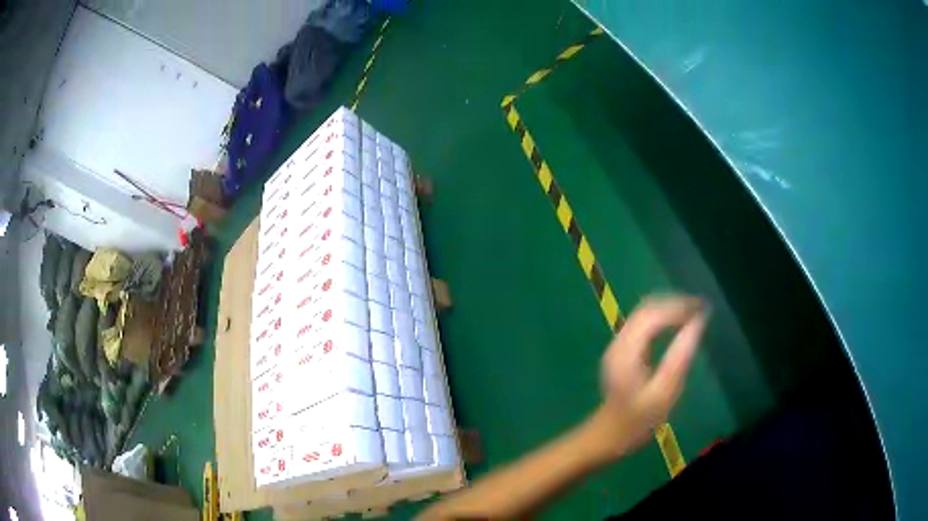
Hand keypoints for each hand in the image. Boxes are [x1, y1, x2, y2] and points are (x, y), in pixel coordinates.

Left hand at [583, 295, 708, 460]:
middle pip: (647, 309)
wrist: (606, 437)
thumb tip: (698, 323)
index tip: (703, 307)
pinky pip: (643, 324)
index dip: (679, 306)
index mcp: (626, 352)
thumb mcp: (663, 394)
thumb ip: (680, 357)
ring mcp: (617, 346)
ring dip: (669, 309)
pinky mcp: (622, 352)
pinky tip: (678, 325)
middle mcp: (619, 342)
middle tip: (701, 308)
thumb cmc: (636, 423)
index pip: (653, 314)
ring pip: (644, 314)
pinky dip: (662, 319)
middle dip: (675, 303)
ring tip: (694, 313)